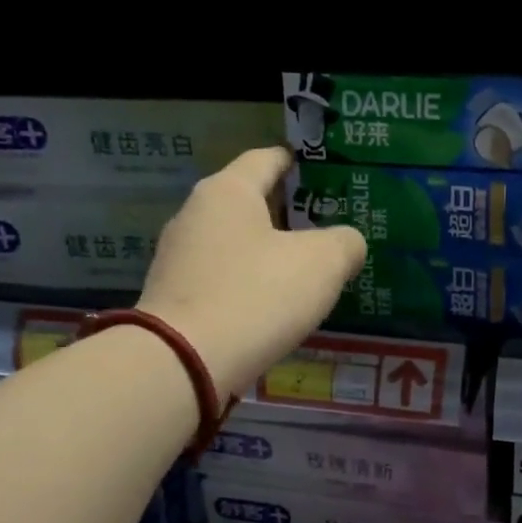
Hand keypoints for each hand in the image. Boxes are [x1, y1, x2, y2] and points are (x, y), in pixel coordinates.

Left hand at [139, 147, 364, 397]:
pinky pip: (222, 279)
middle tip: (324, 228)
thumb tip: (347, 243)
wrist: (183, 363)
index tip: (321, 171)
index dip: (297, 162)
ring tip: (304, 271)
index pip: (266, 159)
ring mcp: (178, 259)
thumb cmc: (256, 296)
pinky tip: (271, 306)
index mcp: (228, 191)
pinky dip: (248, 284)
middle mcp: (195, 215)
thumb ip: (345, 243)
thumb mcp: (323, 264)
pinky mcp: (174, 298)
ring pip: (235, 244)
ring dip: (267, 252)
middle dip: (286, 213)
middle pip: (248, 202)